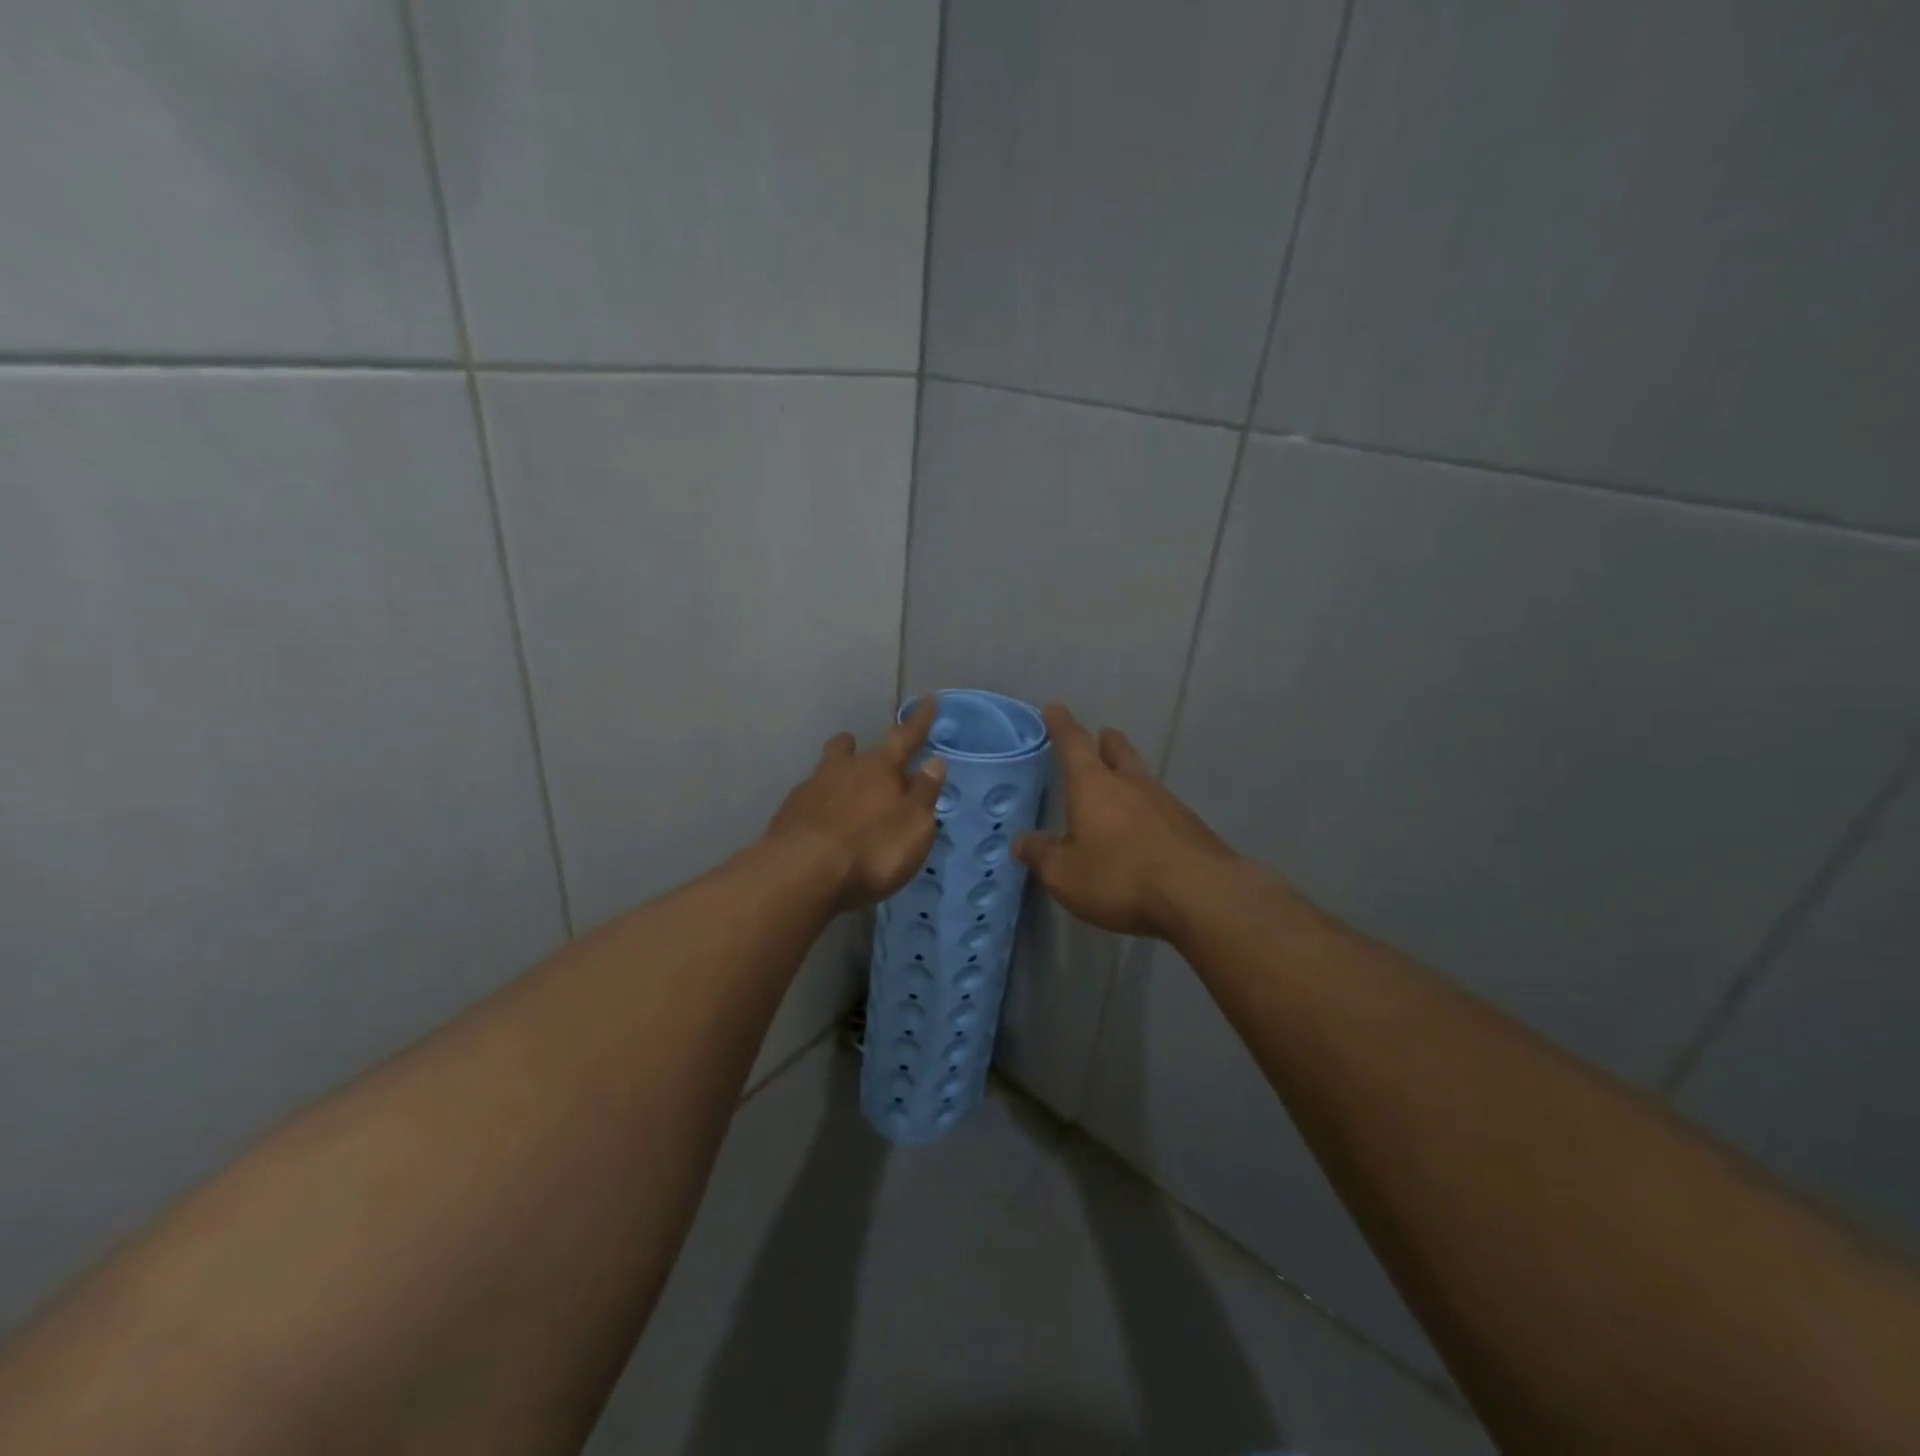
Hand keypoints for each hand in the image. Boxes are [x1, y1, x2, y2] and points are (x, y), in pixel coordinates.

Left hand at [766, 698, 946, 908]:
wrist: (801, 875)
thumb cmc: (871, 850)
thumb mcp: (914, 827)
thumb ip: (924, 793)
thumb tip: (934, 762)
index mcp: (879, 769)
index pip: (904, 737)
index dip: (919, 721)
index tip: (929, 699)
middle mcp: (842, 770)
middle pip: (848, 748)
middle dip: (857, 746)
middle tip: (862, 750)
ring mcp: (810, 791)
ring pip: (824, 771)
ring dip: (835, 774)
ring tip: (841, 790)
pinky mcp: (787, 816)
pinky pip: (807, 800)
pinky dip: (817, 806)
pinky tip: (820, 825)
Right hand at [1013, 704, 1239, 938]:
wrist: (1200, 895)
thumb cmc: (1119, 877)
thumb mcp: (1065, 874)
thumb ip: (1041, 855)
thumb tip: (1021, 841)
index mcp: (1094, 785)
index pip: (1073, 743)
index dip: (1061, 725)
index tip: (1054, 708)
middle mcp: (1131, 783)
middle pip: (1118, 751)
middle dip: (1106, 742)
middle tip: (1100, 737)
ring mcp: (1166, 802)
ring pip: (1142, 778)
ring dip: (1129, 776)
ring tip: (1119, 787)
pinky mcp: (1190, 826)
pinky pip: (1161, 807)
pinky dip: (1147, 810)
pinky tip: (1145, 830)